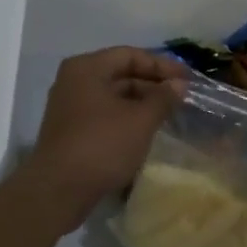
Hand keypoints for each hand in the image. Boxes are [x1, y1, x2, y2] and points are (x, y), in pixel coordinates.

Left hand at [16, 47, 189, 229]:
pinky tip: (145, 132)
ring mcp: (69, 107)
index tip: (188, 78)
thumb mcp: (140, 121)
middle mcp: (74, 81)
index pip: (130, 55)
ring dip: (141, 103)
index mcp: (87, 68)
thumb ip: (162, 98)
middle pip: (120, 74)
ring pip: (113, 96)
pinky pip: (104, 115)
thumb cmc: (101, 146)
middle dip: (152, 84)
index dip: (162, 65)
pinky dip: (126, 118)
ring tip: (168, 114)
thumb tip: (179, 85)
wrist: (57, 191)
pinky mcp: (70, 131)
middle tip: (181, 97)